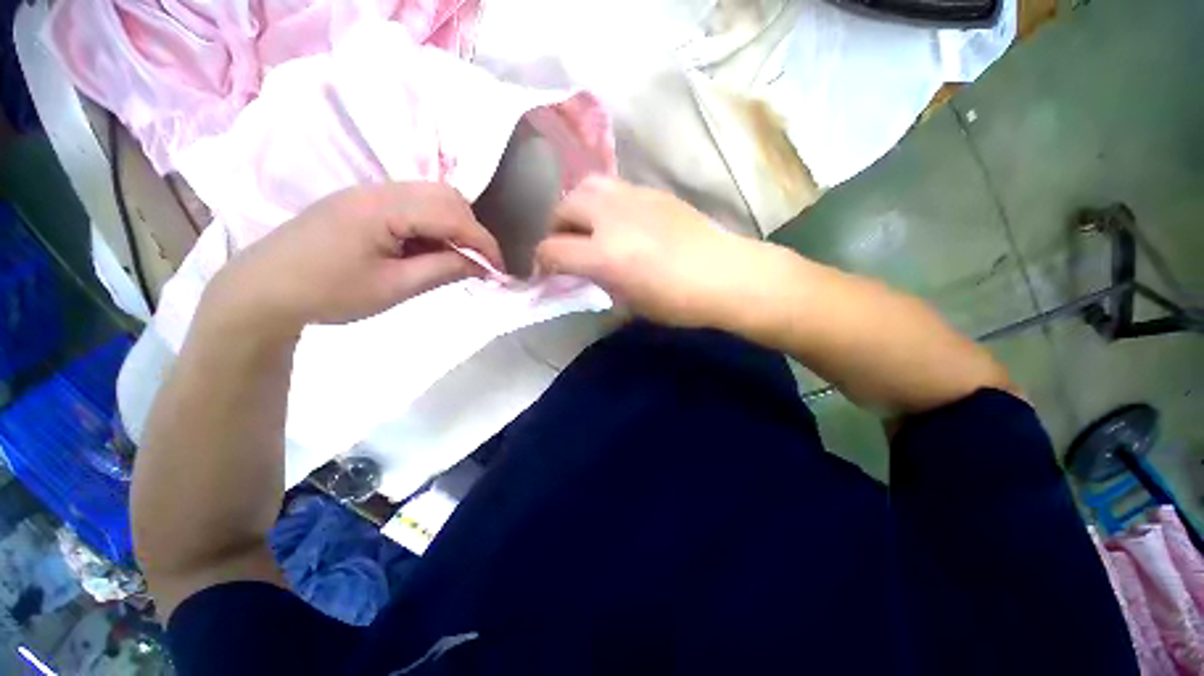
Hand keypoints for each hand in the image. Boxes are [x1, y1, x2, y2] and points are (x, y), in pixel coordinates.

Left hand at [206, 182, 503, 336]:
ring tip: (456, 259)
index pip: (453, 214)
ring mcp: (369, 193)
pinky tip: (428, 250)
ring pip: (431, 197)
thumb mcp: (393, 288)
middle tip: (479, 264)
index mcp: (385, 208)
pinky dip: (433, 226)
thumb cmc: (328, 292)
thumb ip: (443, 270)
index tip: (500, 271)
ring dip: (453, 226)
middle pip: (446, 196)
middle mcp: (380, 190)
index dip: (484, 242)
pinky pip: (412, 205)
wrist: (262, 289)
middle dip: (472, 230)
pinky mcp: (362, 203)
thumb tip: (480, 265)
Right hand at [535, 177, 767, 327]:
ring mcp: (632, 198)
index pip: (552, 250)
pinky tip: (617, 219)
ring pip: (585, 186)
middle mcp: (611, 218)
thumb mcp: (628, 302)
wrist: (724, 274)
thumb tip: (581, 270)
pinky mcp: (651, 190)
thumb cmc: (677, 301)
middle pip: (563, 208)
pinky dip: (603, 202)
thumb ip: (597, 280)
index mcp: (605, 255)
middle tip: (565, 245)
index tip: (546, 271)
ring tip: (586, 225)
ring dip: (576, 207)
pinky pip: (613, 187)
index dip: (542, 262)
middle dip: (555, 228)